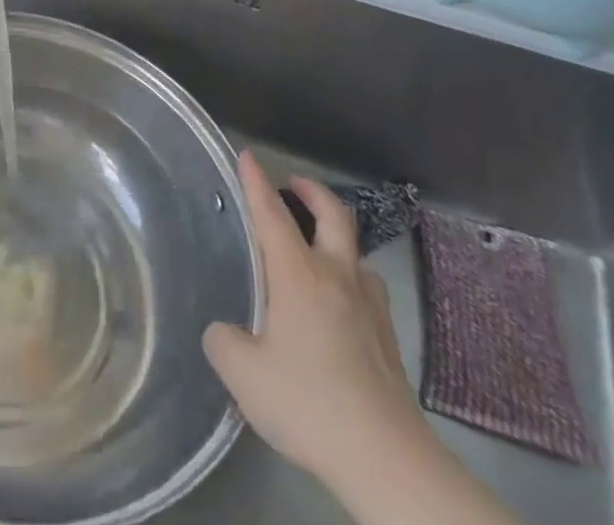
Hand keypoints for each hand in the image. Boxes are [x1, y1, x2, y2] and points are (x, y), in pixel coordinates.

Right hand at [204, 152, 432, 491]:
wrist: (387, 458)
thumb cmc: (308, 403)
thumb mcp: (244, 375)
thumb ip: (224, 342)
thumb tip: (224, 330)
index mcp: (297, 273)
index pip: (271, 212)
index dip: (256, 181)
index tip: (247, 155)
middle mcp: (336, 276)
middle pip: (333, 214)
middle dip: (312, 190)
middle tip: (294, 184)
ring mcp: (369, 306)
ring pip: (356, 252)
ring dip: (336, 238)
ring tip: (318, 251)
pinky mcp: (389, 338)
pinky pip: (367, 289)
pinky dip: (350, 279)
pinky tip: (341, 305)